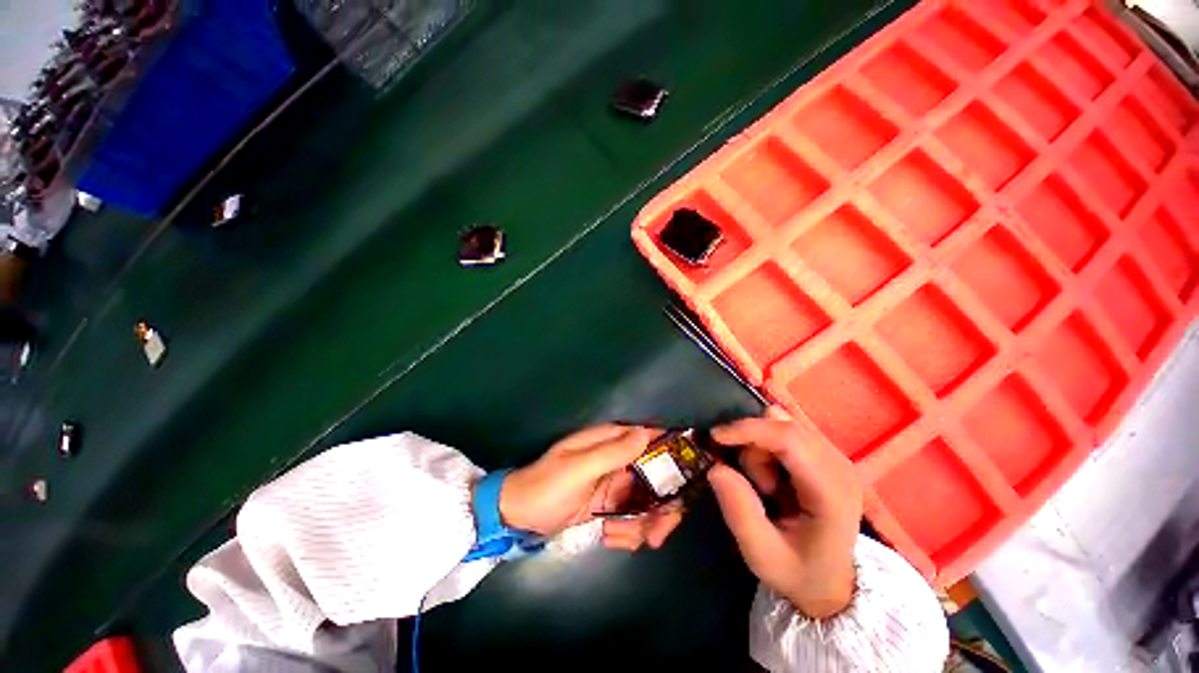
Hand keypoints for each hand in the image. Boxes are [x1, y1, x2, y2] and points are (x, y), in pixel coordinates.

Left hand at [499, 425, 683, 550]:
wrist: (516, 517)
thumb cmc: (546, 487)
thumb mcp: (579, 469)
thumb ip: (613, 452)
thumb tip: (647, 433)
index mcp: (607, 440)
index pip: (647, 437)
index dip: (670, 452)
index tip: (688, 479)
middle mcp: (614, 458)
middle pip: (653, 475)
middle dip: (660, 505)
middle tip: (659, 534)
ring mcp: (612, 483)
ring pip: (645, 500)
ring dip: (641, 524)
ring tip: (621, 539)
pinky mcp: (607, 505)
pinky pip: (630, 517)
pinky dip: (626, 531)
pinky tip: (610, 539)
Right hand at [707, 406, 862, 618]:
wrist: (830, 583)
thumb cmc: (797, 572)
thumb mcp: (761, 555)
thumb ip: (740, 513)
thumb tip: (716, 468)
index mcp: (832, 493)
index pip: (790, 439)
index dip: (749, 430)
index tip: (715, 437)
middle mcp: (840, 466)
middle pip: (783, 426)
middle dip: (753, 446)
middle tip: (753, 484)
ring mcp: (836, 457)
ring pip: (782, 424)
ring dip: (761, 447)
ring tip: (766, 485)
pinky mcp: (826, 453)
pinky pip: (786, 429)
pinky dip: (767, 443)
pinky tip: (772, 472)